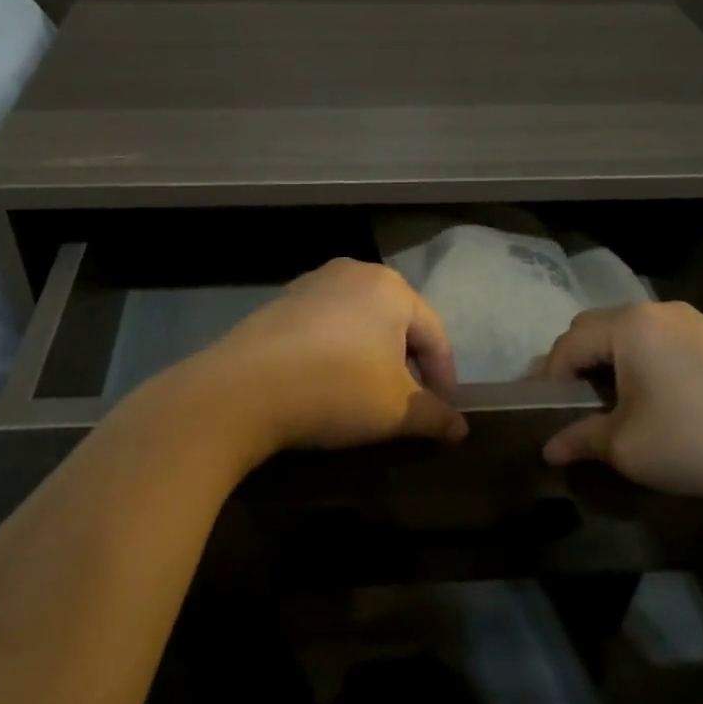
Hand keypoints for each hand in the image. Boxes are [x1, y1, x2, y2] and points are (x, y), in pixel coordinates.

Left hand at [192, 259, 468, 454]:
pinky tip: (325, 383)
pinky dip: (336, 353)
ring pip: (358, 324)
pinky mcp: (278, 304)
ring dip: (370, 358)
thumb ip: (435, 416)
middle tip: (407, 403)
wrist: (241, 390)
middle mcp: (352, 272)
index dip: (445, 377)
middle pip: (396, 323)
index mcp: (390, 287)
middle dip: (406, 365)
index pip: (434, 335)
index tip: (444, 412)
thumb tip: (461, 430)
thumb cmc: (336, 389)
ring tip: (367, 395)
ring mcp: (309, 285)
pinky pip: (324, 328)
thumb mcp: (397, 410)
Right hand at [539, 301, 702, 508]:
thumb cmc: (695, 443)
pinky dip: (644, 360)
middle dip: (577, 361)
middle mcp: (659, 311)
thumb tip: (548, 450)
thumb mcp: (625, 447)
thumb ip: (580, 440)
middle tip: (573, 401)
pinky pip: (663, 339)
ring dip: (611, 359)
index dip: (549, 377)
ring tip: (612, 399)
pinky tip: (656, 395)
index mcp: (630, 326)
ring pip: (632, 331)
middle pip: (597, 327)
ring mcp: (695, 321)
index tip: (544, 410)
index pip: (569, 343)